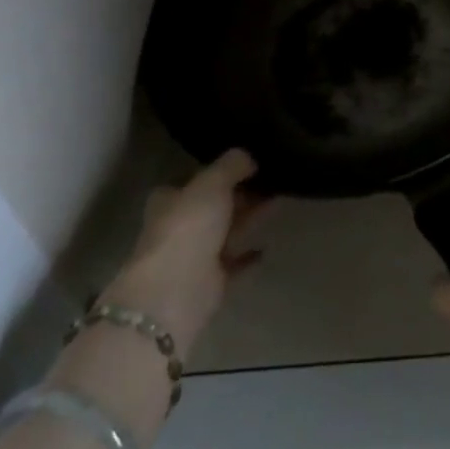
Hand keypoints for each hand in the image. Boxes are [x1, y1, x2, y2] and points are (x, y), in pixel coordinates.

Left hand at [104, 149, 266, 356]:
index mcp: (170, 200)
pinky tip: (267, 247)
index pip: (193, 180)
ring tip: (279, 200)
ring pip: (227, 231)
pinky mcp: (210, 284)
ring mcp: (194, 257)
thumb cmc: (188, 226)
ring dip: (249, 218)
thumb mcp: (212, 182)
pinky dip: (249, 257)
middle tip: (271, 177)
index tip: (246, 161)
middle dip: (239, 193)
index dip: (216, 170)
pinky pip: (235, 264)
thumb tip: (249, 157)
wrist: (175, 292)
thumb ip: (232, 165)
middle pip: (213, 205)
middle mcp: (179, 227)